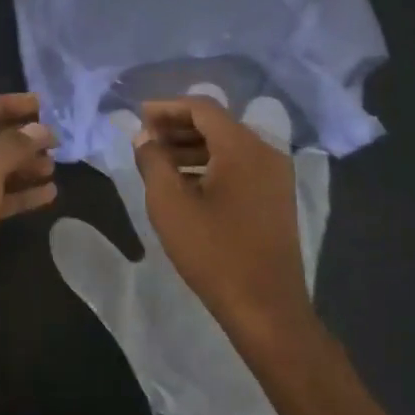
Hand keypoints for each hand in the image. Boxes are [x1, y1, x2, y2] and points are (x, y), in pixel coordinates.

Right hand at [132, 95, 315, 343]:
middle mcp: (265, 152)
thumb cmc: (213, 252)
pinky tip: (185, 183)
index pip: (202, 108)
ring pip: (228, 146)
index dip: (167, 107)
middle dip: (178, 126)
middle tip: (145, 139)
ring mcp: (275, 176)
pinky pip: (239, 166)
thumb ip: (152, 161)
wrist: (266, 307)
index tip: (138, 116)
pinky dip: (210, 165)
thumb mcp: (169, 204)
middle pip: (217, 124)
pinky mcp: (275, 198)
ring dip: (192, 147)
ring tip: (158, 161)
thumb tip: (145, 137)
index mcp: (242, 147)